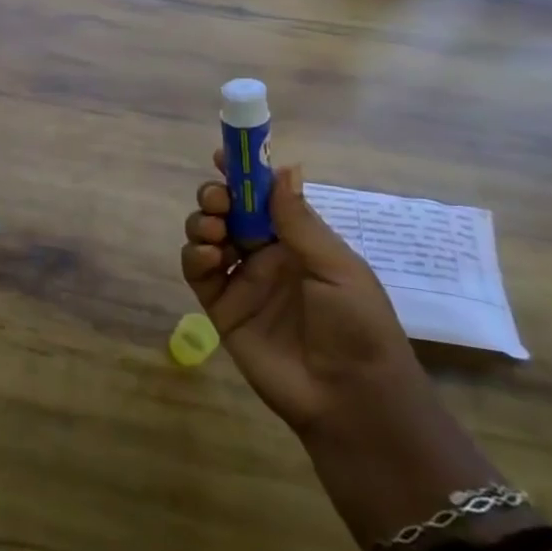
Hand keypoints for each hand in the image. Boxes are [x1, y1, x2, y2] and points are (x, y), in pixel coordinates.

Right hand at [181, 156, 423, 437]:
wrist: (350, 397)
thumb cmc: (357, 326)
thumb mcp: (337, 267)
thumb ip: (299, 221)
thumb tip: (283, 168)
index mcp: (299, 242)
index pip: (264, 198)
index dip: (243, 174)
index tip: (224, 154)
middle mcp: (266, 255)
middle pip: (228, 212)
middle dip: (216, 197)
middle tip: (217, 200)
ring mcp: (241, 281)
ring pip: (207, 236)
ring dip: (202, 222)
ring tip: (213, 231)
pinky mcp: (220, 308)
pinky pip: (196, 272)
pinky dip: (194, 256)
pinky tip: (208, 257)